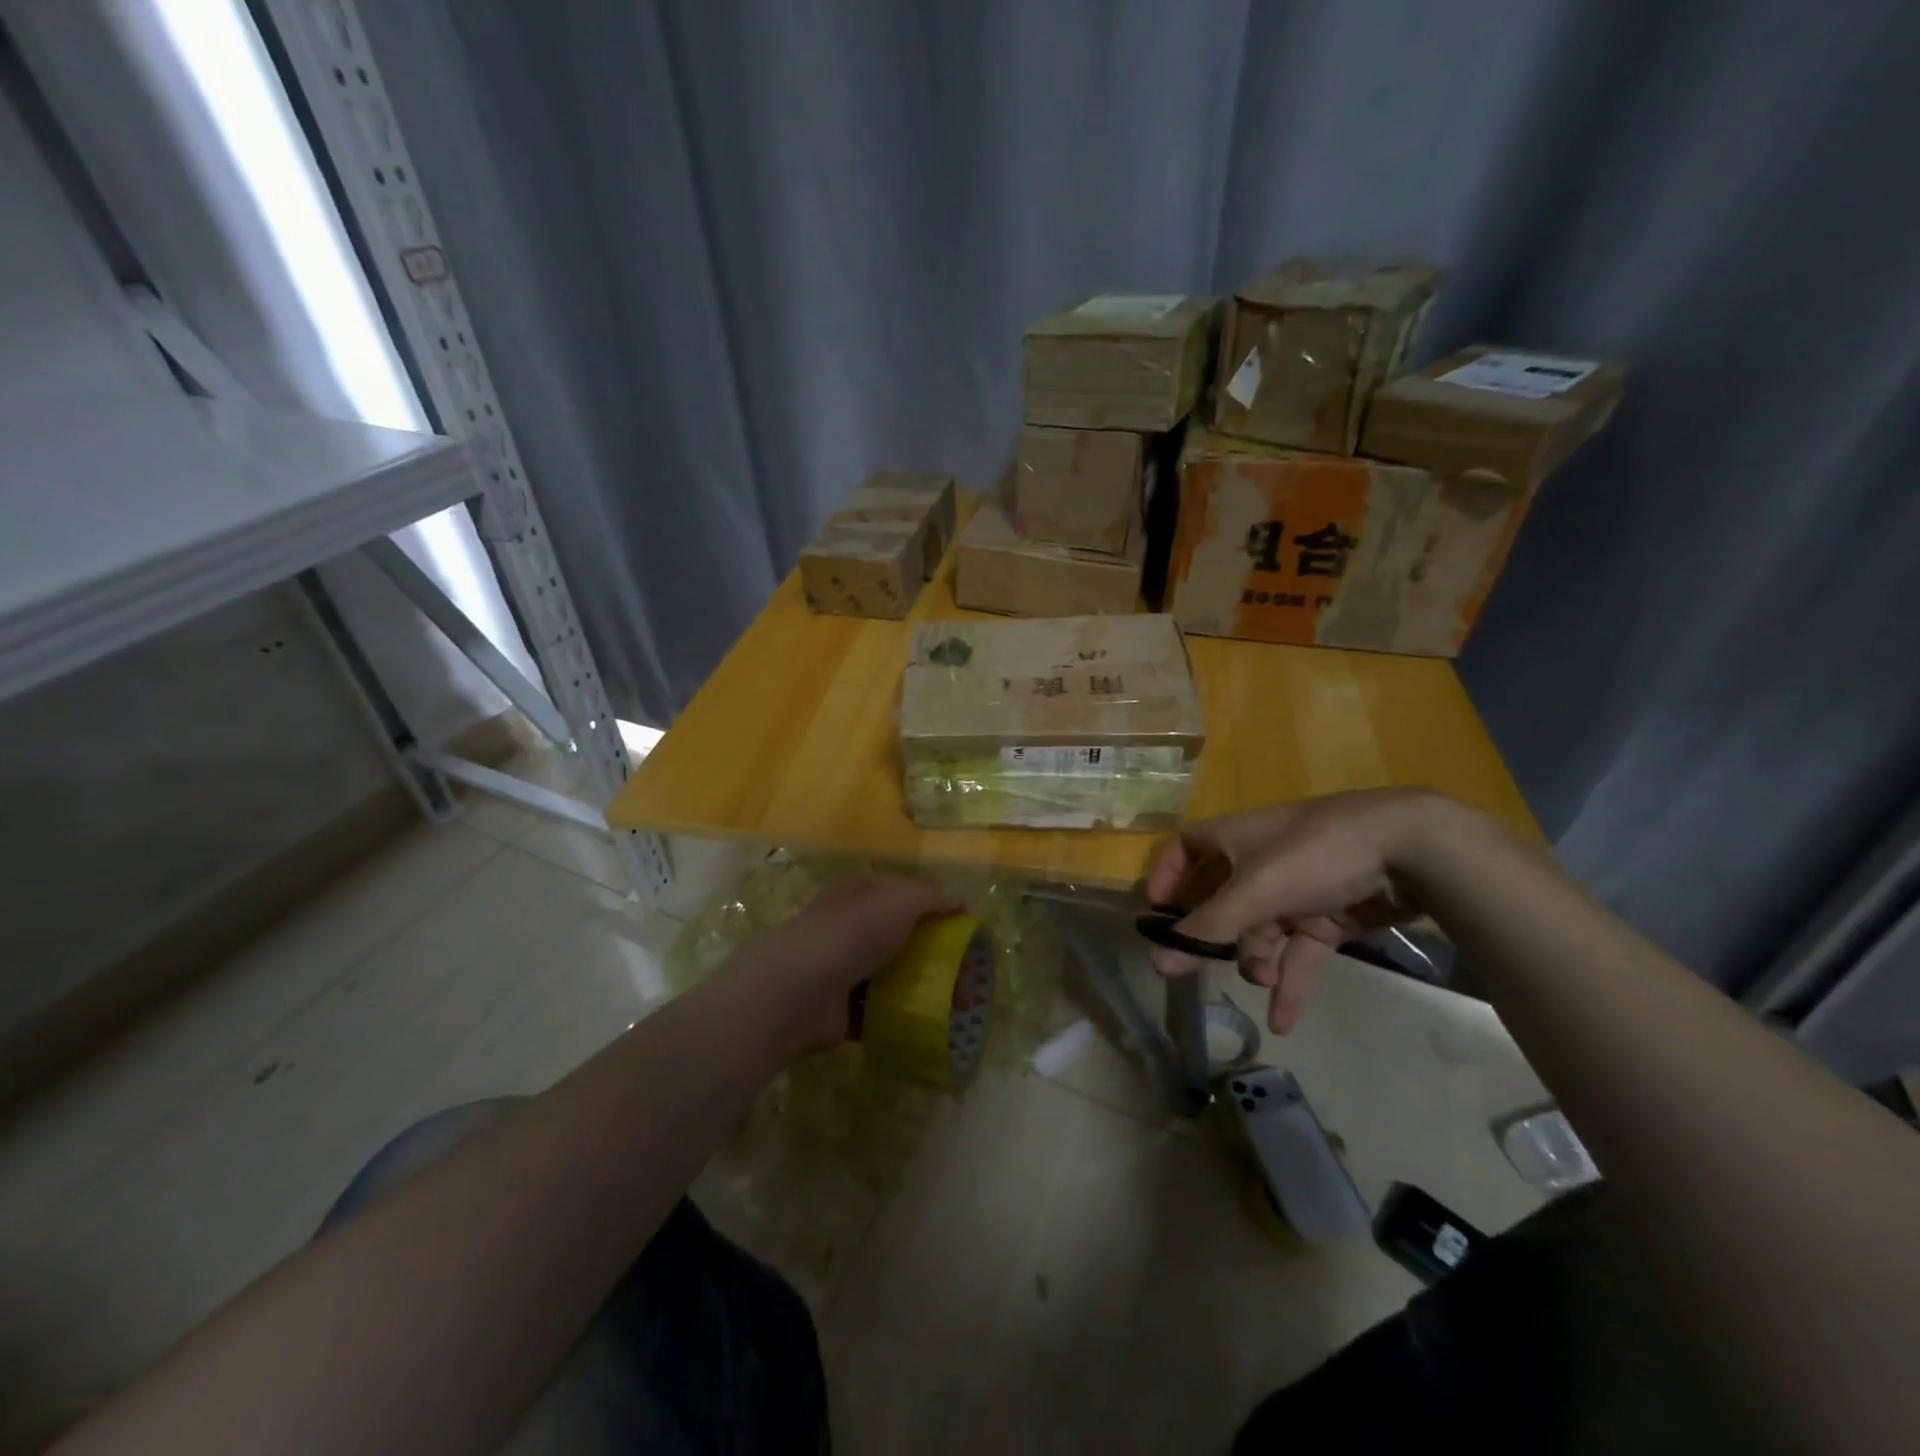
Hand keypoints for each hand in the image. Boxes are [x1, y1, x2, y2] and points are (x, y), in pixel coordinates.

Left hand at [739, 876, 960, 1052]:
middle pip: (902, 939)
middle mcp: (849, 928)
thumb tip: (959, 901)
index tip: (965, 933)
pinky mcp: (840, 1010)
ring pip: (893, 976)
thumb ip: (930, 896)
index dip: (936, 909)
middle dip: (936, 957)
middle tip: (966, 981)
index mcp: (859, 895)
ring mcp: (842, 969)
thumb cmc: (852, 934)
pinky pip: (879, 1011)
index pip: (903, 895)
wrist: (800, 991)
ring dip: (922, 990)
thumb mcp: (899, 900)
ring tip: (954, 1009)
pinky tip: (925, 1025)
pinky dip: (900, 1018)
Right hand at [1145, 789, 1437, 1033]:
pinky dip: (1290, 982)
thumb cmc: (1314, 854)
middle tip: (1199, 971)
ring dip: (1256, 960)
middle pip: (1221, 900)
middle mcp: (1260, 861)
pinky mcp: (1329, 915)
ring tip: (1265, 980)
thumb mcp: (1255, 891)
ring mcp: (1296, 890)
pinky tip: (1283, 1020)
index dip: (1168, 874)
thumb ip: (1208, 929)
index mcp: (1234, 839)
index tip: (1157, 912)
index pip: (1186, 847)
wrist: (1409, 849)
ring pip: (1260, 930)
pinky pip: (1298, 952)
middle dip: (1214, 936)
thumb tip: (1156, 962)